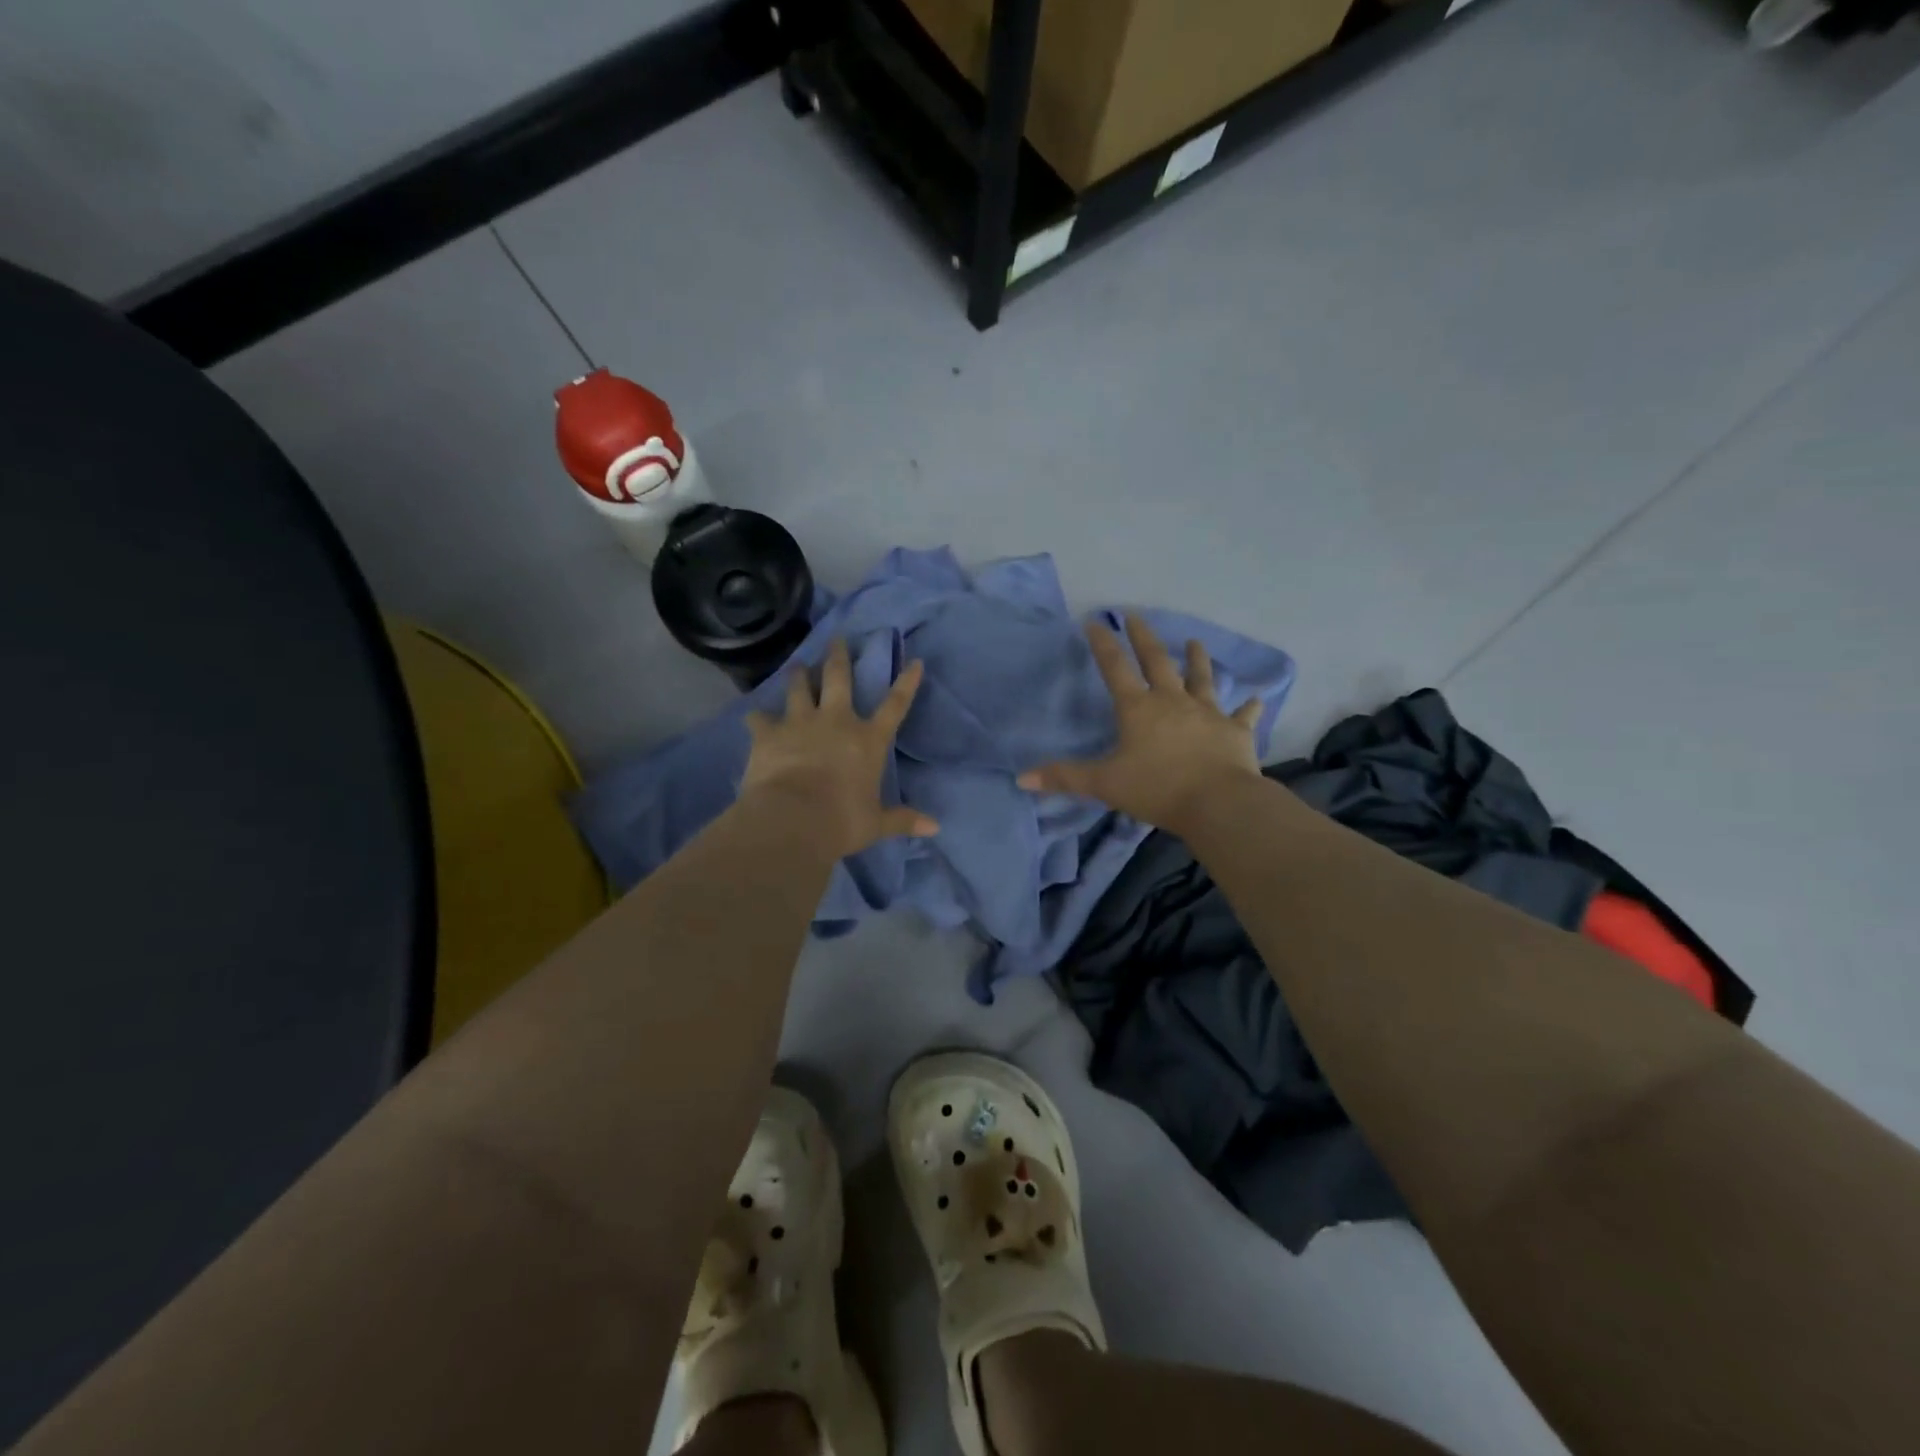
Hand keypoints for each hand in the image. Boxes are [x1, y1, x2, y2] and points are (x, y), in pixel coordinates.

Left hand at [742, 638, 939, 859]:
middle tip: (837, 638)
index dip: (907, 682)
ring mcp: (800, 723)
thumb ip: (904, 819)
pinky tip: (753, 715)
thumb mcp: (877, 823)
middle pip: (839, 678)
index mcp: (868, 740)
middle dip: (839, 657)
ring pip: (799, 688)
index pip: (895, 705)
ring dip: (799, 674)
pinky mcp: (768, 733)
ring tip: (798, 664)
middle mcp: (836, 721)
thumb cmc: (842, 821)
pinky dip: (757, 717)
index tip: (915, 661)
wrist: (793, 820)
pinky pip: (759, 718)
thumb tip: (935, 828)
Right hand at [1018, 614, 1263, 830]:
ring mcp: (1207, 713)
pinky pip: (1242, 715)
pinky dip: (1248, 707)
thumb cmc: (1156, 789)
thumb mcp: (1104, 783)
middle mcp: (1172, 701)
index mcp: (1138, 709)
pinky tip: (1256, 698)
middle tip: (1137, 616)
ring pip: (1201, 679)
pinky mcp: (1235, 731)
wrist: (1217, 803)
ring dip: (1196, 660)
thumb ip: (1065, 777)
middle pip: (1157, 662)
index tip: (1095, 621)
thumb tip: (1022, 778)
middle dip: (1144, 638)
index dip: (1103, 644)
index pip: (1115, 669)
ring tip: (1194, 641)